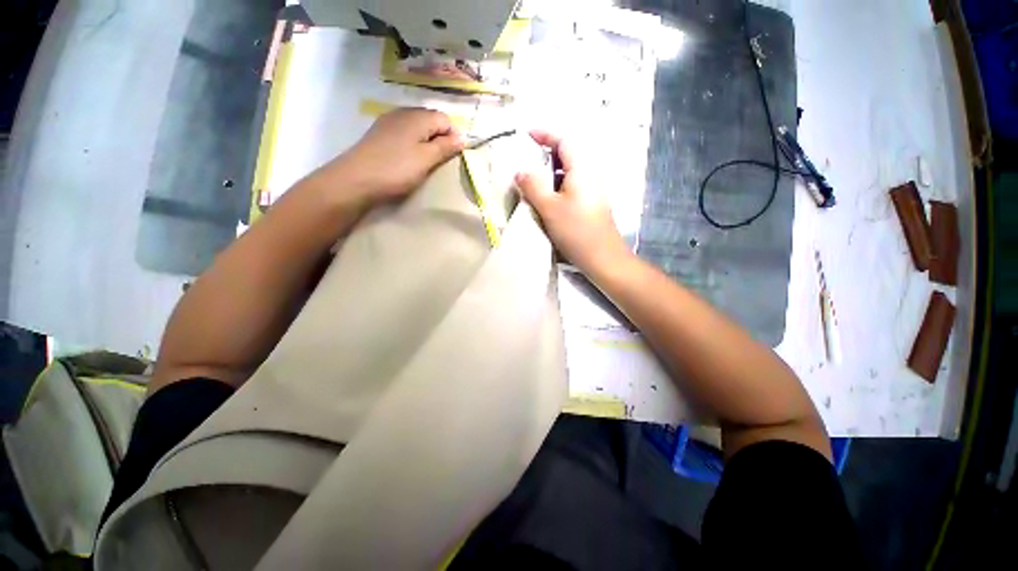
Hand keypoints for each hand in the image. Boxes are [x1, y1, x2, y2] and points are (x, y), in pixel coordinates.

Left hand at [311, 108, 463, 203]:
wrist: (356, 179)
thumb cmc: (397, 169)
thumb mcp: (427, 159)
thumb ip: (445, 147)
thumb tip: (462, 137)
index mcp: (418, 116)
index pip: (445, 119)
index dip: (452, 137)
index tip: (451, 157)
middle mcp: (403, 112)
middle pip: (430, 121)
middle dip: (439, 139)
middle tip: (437, 161)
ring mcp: (389, 122)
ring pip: (416, 127)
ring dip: (425, 142)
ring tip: (423, 162)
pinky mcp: (379, 133)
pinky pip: (403, 133)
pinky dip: (411, 143)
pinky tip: (406, 158)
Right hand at [514, 130, 630, 274]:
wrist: (602, 257)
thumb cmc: (576, 231)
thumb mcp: (549, 207)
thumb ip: (533, 186)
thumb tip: (520, 171)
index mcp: (582, 169)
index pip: (564, 141)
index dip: (546, 135)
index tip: (527, 135)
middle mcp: (591, 175)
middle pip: (568, 155)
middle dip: (547, 153)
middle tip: (526, 162)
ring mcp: (593, 191)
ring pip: (570, 172)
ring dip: (551, 172)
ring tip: (533, 181)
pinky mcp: (591, 204)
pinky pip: (573, 186)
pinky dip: (558, 186)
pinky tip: (548, 199)